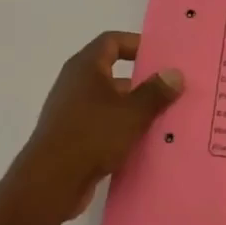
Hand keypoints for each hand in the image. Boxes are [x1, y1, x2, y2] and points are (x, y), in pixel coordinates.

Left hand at [0, 32, 183, 224]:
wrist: (50, 183)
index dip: (137, 44)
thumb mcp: (132, 112)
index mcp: (86, 68)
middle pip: (113, 73)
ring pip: (110, 102)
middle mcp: (75, 84)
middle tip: (172, 90)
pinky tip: (144, 143)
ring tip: (165, 118)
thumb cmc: (92, 135)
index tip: (162, 57)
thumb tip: (175, 73)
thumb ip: (156, 91)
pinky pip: (103, 125)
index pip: (112, 41)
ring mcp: (71, 112)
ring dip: (135, 109)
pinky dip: (122, 129)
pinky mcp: (72, 137)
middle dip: (143, 81)